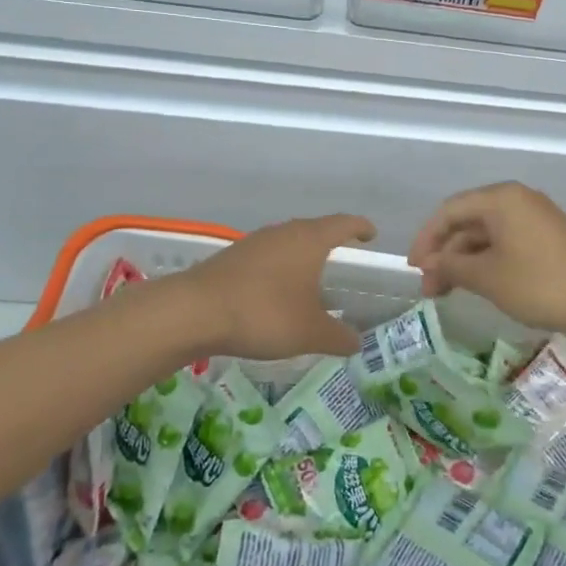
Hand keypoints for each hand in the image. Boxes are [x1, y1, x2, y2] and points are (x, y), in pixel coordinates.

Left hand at [178, 213, 373, 360]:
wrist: (194, 311)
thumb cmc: (264, 314)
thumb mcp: (310, 333)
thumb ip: (339, 337)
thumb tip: (357, 341)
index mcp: (310, 240)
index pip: (343, 223)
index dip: (360, 227)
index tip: (370, 233)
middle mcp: (284, 232)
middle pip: (314, 229)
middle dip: (331, 240)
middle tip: (344, 255)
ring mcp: (255, 242)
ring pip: (288, 242)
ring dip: (302, 255)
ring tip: (311, 277)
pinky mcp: (232, 257)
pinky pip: (267, 256)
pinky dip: (279, 268)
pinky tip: (276, 291)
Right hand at [407, 183, 565, 342]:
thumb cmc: (540, 283)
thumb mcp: (487, 276)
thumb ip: (451, 265)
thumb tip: (429, 262)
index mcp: (501, 198)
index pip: (449, 210)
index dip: (425, 238)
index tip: (412, 268)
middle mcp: (516, 200)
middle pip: (467, 221)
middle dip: (443, 254)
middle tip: (429, 288)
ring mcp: (534, 219)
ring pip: (486, 235)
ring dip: (463, 261)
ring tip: (446, 293)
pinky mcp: (547, 238)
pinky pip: (505, 243)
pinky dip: (485, 262)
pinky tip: (476, 285)